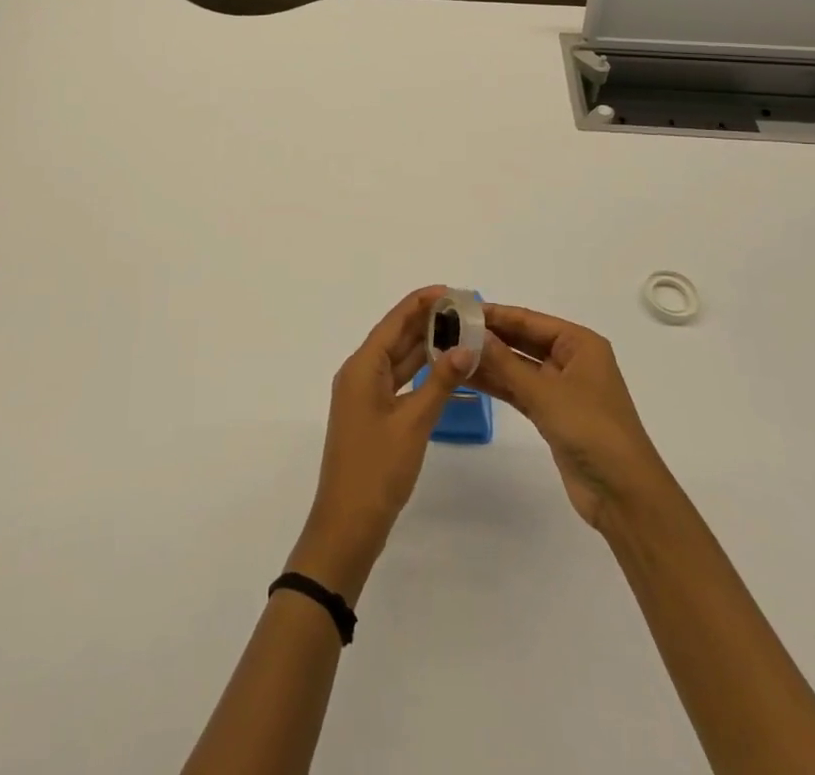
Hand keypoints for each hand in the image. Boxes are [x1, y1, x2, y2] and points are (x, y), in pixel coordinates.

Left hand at [289, 287, 474, 601]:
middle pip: (395, 337)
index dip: (420, 303)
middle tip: (463, 309)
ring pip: (398, 360)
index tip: (450, 290)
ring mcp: (364, 396)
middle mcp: (360, 374)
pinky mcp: (372, 416)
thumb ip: (440, 382)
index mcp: (362, 368)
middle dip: (427, 321)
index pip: (394, 322)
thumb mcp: (413, 423)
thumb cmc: (377, 469)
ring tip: (459, 331)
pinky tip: (444, 369)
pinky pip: (398, 382)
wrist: (347, 525)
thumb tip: (466, 346)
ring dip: (425, 346)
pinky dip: (420, 373)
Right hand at [470, 304, 666, 529]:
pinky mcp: (552, 414)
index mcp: (579, 344)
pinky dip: (497, 384)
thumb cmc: (590, 429)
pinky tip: (467, 377)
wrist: (623, 494)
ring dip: (488, 361)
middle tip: (447, 330)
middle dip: (488, 336)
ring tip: (448, 352)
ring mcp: (561, 388)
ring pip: (518, 366)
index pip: (529, 320)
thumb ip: (505, 362)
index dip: (495, 314)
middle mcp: (571, 360)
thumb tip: (472, 332)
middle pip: (523, 340)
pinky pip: (519, 390)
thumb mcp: (545, 392)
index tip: (458, 308)